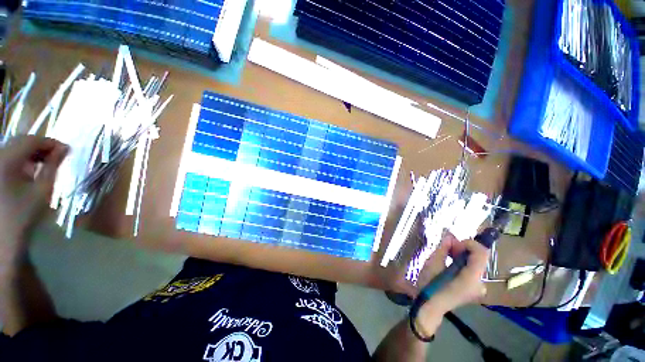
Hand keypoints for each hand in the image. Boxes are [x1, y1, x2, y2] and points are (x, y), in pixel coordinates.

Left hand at [0, 136, 67, 259]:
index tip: (67, 150)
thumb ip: (53, 167)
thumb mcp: (42, 191)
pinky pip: (8, 156)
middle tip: (58, 156)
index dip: (51, 142)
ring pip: (14, 147)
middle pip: (21, 141)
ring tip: (45, 163)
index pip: (32, 140)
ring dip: (31, 152)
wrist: (2, 236)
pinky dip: (22, 159)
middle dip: (41, 146)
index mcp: (7, 160)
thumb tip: (64, 150)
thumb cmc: (24, 215)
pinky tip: (30, 169)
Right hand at [414, 233, 489, 337]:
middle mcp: (480, 283)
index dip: (469, 243)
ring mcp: (478, 288)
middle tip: (447, 247)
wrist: (429, 307)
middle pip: (479, 258)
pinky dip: (463, 262)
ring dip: (462, 255)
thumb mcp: (433, 263)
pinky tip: (450, 263)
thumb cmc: (429, 285)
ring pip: (475, 263)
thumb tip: (450, 236)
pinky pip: (472, 270)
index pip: (481, 253)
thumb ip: (444, 249)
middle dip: (463, 248)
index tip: (453, 243)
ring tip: (446, 254)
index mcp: (471, 278)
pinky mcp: (473, 289)